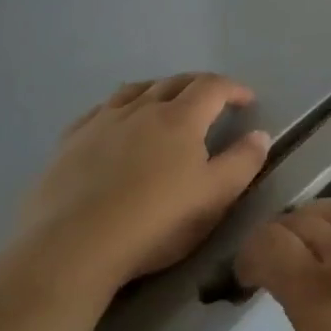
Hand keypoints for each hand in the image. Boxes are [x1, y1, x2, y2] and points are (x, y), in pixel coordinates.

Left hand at [17, 74, 269, 292]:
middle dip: (199, 85)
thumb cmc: (154, 223)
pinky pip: (99, 111)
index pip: (213, 86)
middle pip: (176, 82)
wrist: (72, 248)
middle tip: (212, 100)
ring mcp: (102, 122)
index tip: (247, 100)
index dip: (234, 89)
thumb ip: (242, 163)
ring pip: (136, 90)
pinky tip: (115, 123)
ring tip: (165, 103)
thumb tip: (260, 134)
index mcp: (181, 118)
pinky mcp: (70, 142)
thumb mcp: (213, 198)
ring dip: (158, 90)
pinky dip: (118, 108)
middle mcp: (142, 108)